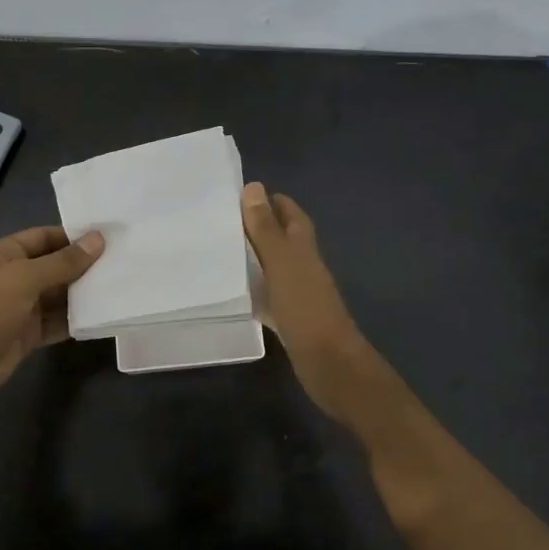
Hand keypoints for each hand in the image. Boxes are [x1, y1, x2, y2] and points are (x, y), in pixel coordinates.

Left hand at [0, 226, 104, 408]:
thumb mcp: (24, 278)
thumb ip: (63, 261)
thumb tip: (98, 240)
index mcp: (3, 255)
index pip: (43, 237)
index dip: (73, 236)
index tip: (107, 237)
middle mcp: (12, 278)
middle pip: (53, 266)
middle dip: (83, 265)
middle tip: (122, 262)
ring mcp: (20, 308)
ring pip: (57, 295)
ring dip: (83, 293)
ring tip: (120, 286)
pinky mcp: (27, 335)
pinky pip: (56, 322)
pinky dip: (75, 320)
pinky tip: (102, 316)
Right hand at [242, 183, 379, 423]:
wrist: (329, 363)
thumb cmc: (305, 307)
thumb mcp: (281, 263)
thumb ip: (266, 228)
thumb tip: (254, 186)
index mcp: (304, 245)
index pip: (289, 211)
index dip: (268, 200)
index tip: (235, 194)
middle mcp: (303, 264)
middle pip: (282, 237)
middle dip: (256, 226)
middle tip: (219, 221)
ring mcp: (298, 292)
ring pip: (273, 265)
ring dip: (252, 256)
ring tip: (219, 250)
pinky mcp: (290, 317)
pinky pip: (268, 294)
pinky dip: (253, 288)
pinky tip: (233, 292)